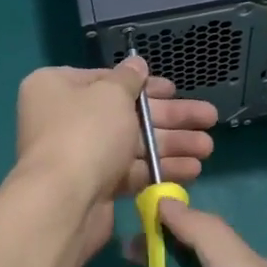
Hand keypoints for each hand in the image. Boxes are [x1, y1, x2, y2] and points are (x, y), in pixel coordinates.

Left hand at [14, 58, 218, 252]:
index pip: (106, 79)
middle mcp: (64, 118)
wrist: (64, 202)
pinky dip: (159, 169)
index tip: (174, 89)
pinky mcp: (94, 186)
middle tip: (209, 118)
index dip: (143, 85)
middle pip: (126, 113)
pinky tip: (193, 169)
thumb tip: (136, 63)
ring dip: (171, 144)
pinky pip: (131, 171)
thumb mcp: (112, 94)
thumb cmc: (86, 133)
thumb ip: (128, 78)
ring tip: (208, 147)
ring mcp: (79, 155)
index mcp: (57, 87)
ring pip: (133, 144)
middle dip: (169, 118)